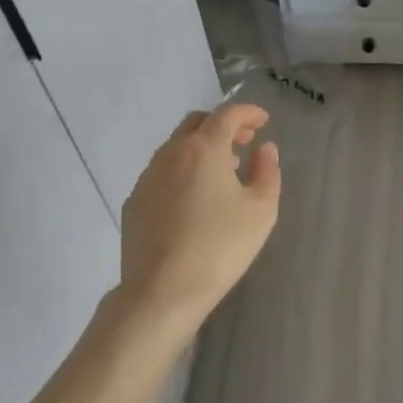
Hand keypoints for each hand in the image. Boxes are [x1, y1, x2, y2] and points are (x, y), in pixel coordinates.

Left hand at [118, 104, 280, 341]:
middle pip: (197, 123)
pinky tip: (191, 197)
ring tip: (221, 170)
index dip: (248, 112)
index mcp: (204, 149)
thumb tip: (265, 149)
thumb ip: (267, 172)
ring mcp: (148, 176)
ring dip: (200, 148)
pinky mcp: (134, 201)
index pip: (227, 115)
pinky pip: (161, 173)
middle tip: (243, 141)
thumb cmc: (219, 247)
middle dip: (222, 125)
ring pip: (175, 147)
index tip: (263, 120)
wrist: (161, 290)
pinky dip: (181, 171)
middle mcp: (171, 153)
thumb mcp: (261, 210)